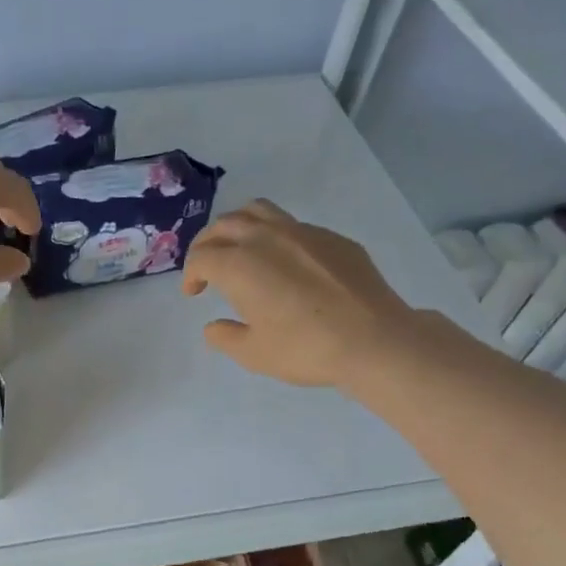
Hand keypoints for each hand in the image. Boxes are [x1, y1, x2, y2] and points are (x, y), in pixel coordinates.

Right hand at [182, 199, 413, 388]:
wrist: (374, 339)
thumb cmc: (306, 349)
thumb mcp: (254, 354)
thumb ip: (225, 337)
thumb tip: (213, 326)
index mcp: (239, 265)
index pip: (201, 257)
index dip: (191, 274)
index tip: (193, 293)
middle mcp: (265, 238)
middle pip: (224, 226)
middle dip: (207, 244)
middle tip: (207, 267)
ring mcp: (301, 232)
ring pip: (257, 211)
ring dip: (238, 226)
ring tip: (239, 248)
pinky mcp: (331, 238)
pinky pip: (292, 225)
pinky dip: (274, 236)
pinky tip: (285, 263)